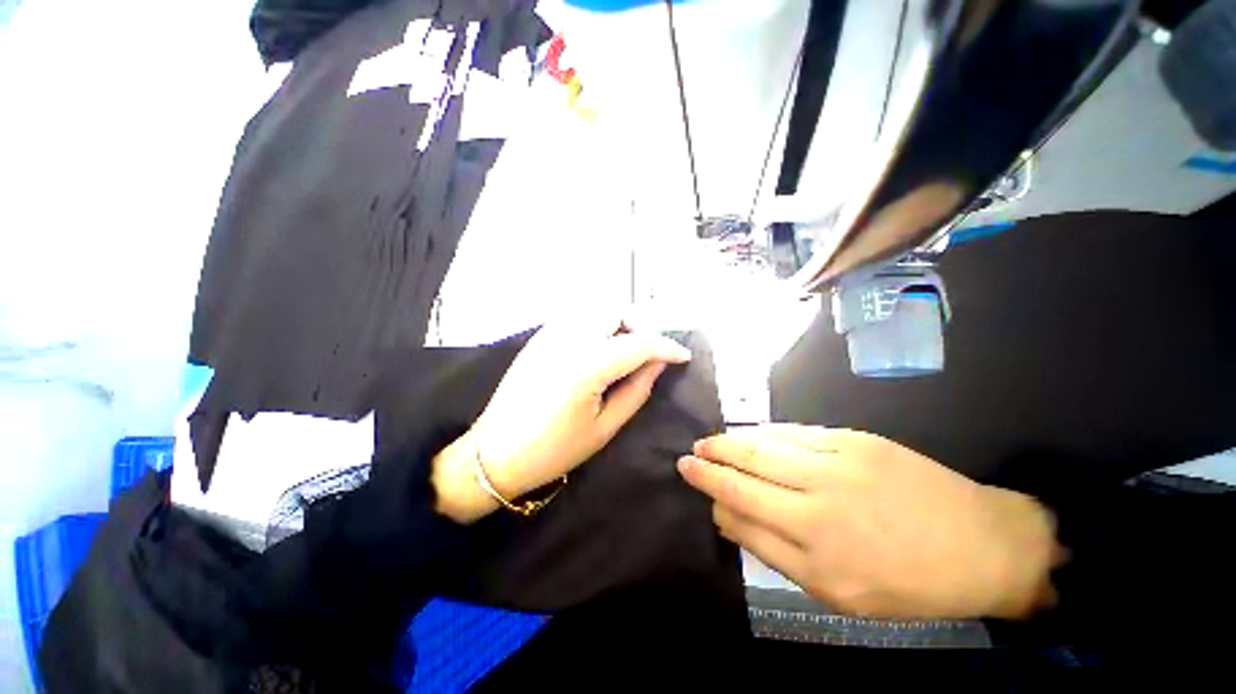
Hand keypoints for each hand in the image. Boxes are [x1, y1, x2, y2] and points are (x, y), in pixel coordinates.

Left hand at [433, 319, 691, 522]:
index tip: (683, 356)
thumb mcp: (605, 427)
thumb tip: (658, 363)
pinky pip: (577, 318)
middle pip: (615, 310)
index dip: (666, 347)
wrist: (496, 453)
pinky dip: (597, 325)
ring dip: (619, 323)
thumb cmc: (554, 450)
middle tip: (649, 353)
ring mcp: (549, 334)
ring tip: (626, 351)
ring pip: (595, 309)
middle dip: (640, 326)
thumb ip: (637, 390)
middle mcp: (568, 340)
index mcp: (586, 367)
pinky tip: (599, 350)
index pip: (638, 344)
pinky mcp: (539, 338)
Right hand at [678, 425, 1061, 619]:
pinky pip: (793, 433)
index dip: (715, 502)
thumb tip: (730, 517)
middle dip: (709, 468)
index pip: (744, 519)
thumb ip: (777, 554)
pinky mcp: (852, 441)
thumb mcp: (840, 593)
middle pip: (745, 479)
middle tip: (686, 459)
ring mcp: (836, 467)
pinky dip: (763, 432)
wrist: (982, 544)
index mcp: (817, 557)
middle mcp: (819, 508)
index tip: (697, 488)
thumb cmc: (909, 581)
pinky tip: (748, 432)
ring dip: (728, 444)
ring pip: (763, 450)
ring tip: (707, 442)